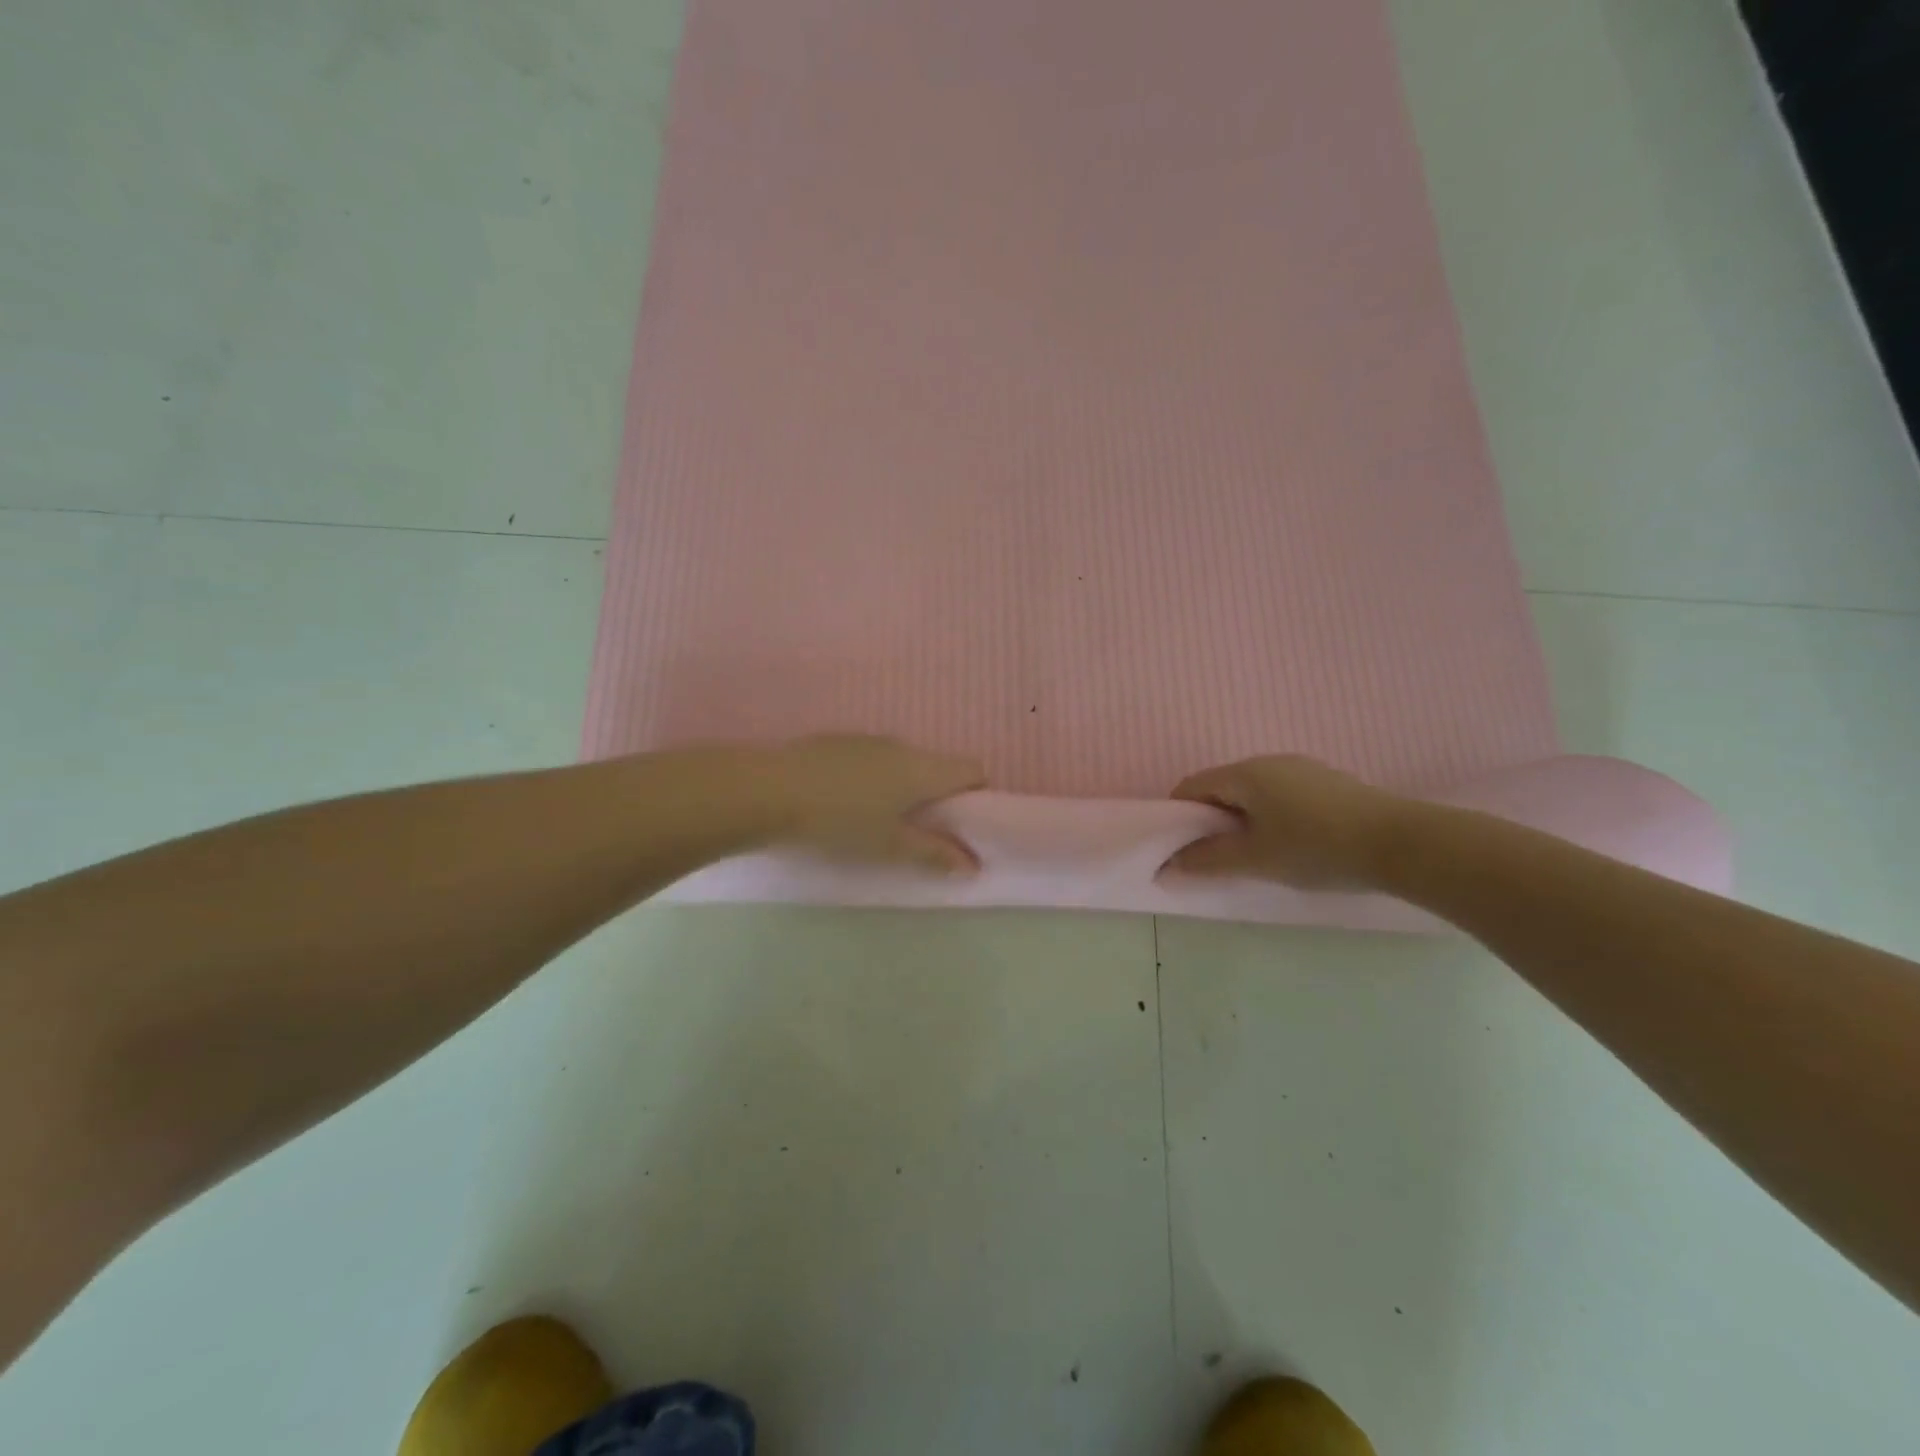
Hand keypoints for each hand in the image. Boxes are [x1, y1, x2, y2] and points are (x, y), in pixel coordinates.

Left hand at [768, 735, 986, 872]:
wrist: (767, 790)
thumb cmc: (839, 821)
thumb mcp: (889, 846)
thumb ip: (934, 854)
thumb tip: (973, 864)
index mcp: (922, 768)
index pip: (972, 769)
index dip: (976, 795)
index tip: (960, 824)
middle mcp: (901, 746)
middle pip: (936, 766)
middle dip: (936, 797)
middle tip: (918, 832)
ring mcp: (866, 740)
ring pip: (901, 762)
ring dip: (902, 787)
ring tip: (875, 820)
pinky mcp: (836, 742)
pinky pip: (871, 759)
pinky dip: (871, 779)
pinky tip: (842, 804)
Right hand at [1164, 754, 1410, 889]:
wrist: (1402, 843)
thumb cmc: (1316, 848)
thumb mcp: (1256, 860)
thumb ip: (1208, 861)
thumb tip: (1168, 866)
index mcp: (1245, 773)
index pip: (1192, 786)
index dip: (1179, 815)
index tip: (1182, 848)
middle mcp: (1269, 761)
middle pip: (1223, 786)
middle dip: (1211, 819)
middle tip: (1218, 856)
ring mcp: (1302, 768)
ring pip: (1254, 791)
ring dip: (1243, 818)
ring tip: (1256, 854)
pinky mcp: (1328, 782)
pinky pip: (1282, 794)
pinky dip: (1271, 815)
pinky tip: (1292, 844)